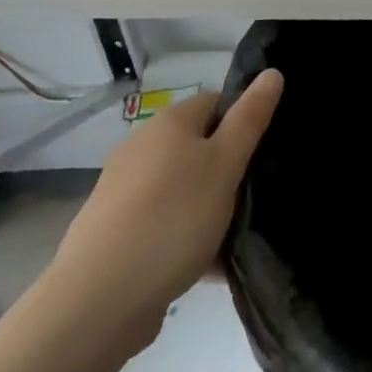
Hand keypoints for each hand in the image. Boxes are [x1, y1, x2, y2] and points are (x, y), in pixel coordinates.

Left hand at [45, 70, 283, 356]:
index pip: (216, 102)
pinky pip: (165, 222)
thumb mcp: (225, 163)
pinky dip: (187, 237)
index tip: (264, 153)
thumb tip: (272, 72)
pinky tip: (208, 267)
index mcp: (169, 123)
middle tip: (254, 197)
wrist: (99, 299)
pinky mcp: (116, 230)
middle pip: (199, 147)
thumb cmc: (174, 217)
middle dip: (229, 170)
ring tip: (235, 237)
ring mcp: (124, 190)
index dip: (243, 121)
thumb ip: (250, 118)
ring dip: (210, 207)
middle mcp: (142, 147)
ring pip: (184, 188)